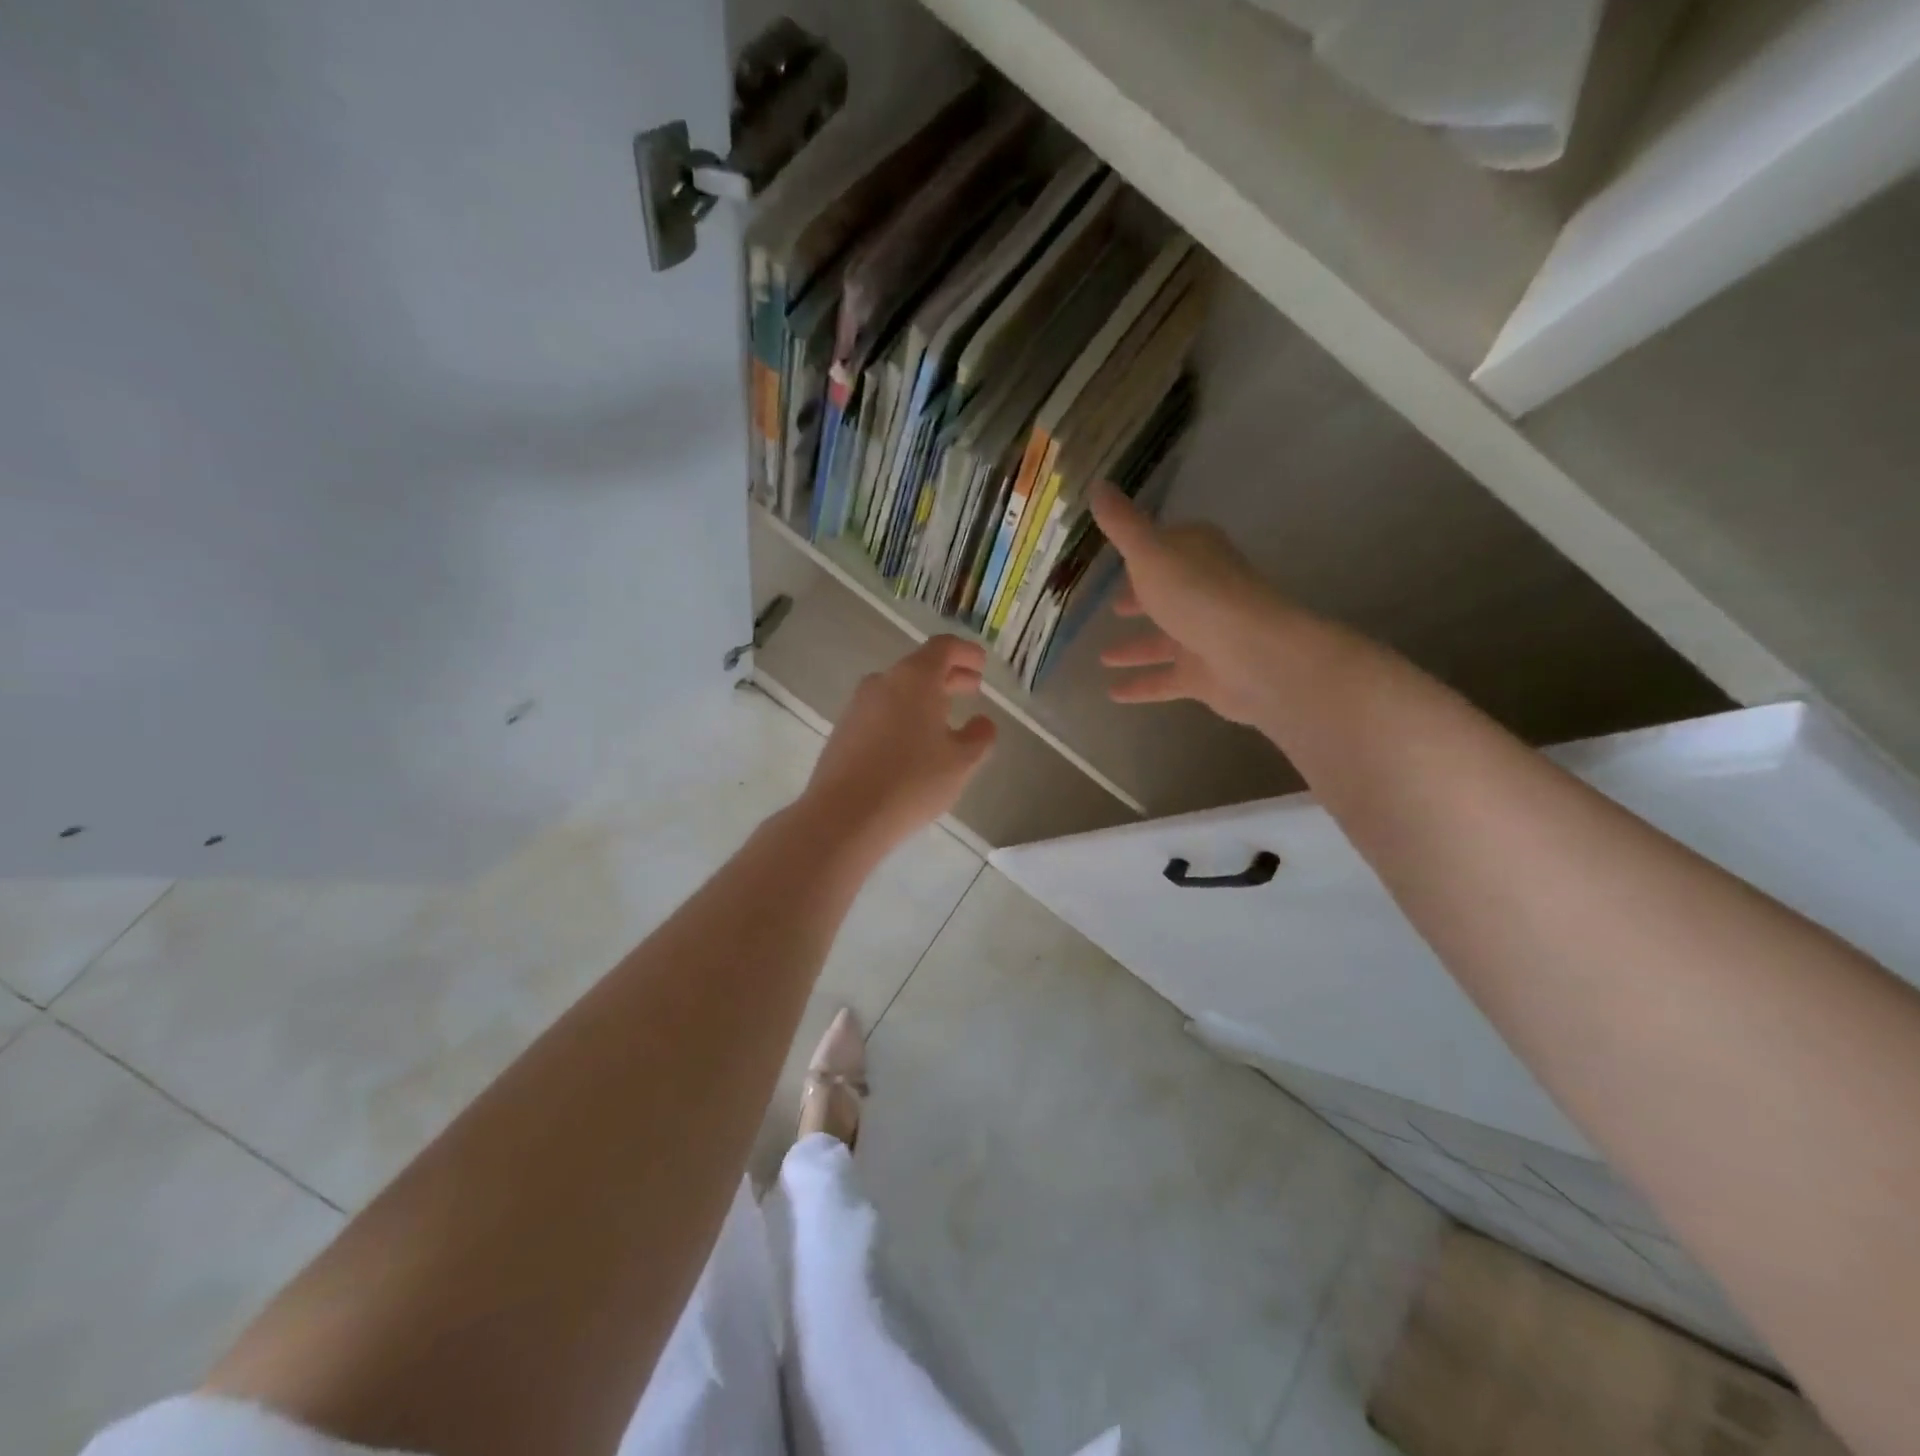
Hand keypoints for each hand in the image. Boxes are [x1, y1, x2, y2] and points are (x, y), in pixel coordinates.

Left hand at [801, 636, 997, 853]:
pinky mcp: (844, 730)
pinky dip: (903, 715)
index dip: (966, 652)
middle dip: (949, 676)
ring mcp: (858, 706)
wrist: (845, 815)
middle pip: (920, 667)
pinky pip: (881, 712)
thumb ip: (979, 737)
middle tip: (972, 688)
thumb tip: (983, 723)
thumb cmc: (912, 782)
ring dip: (925, 697)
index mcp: (915, 678)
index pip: (943, 648)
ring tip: (945, 718)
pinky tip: (913, 742)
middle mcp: (883, 682)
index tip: (982, 664)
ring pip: (899, 690)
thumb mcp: (960, 762)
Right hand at [1090, 483, 1314, 725]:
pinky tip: (1113, 694)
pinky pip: (1167, 679)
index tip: (1122, 556)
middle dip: (1143, 599)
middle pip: (1169, 592)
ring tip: (1103, 657)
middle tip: (1114, 606)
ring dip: (1136, 647)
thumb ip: (1123, 525)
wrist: (1252, 655)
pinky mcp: (1206, 674)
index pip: (1169, 545)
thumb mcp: (1150, 553)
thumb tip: (1097, 484)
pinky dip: (1142, 685)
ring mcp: (1207, 635)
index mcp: (1197, 555)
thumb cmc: (1198, 594)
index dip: (1146, 550)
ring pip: (1165, 640)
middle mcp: (1205, 591)